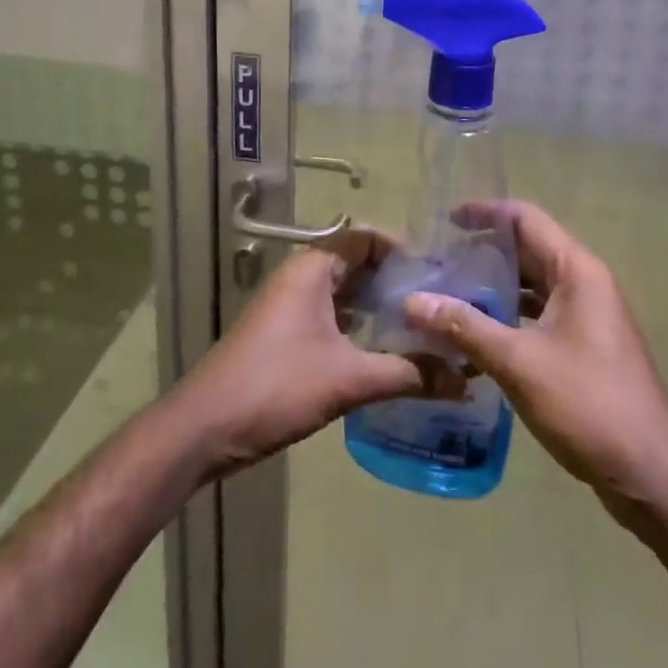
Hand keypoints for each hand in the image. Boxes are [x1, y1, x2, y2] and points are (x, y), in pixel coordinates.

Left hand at [172, 230, 432, 480]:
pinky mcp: (285, 336)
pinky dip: (358, 328)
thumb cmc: (276, 386)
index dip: (402, 251)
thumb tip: (463, 378)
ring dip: (378, 308)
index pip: (366, 239)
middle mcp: (301, 278)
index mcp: (313, 268)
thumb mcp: (348, 379)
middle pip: (357, 265)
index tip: (438, 275)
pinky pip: (331, 317)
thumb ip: (407, 374)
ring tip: (422, 329)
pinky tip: (385, 353)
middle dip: (395, 283)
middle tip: (438, 305)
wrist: (205, 427)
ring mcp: (290, 307)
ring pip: (344, 294)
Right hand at [403, 201, 667, 514]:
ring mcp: (586, 317)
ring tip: (446, 296)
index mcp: (576, 271)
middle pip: (527, 250)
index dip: (485, 212)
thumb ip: (465, 327)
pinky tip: (473, 337)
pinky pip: (537, 316)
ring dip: (492, 288)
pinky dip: (506, 318)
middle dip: (482, 253)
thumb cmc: (589, 404)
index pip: (525, 219)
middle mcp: (584, 284)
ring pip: (531, 286)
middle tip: (435, 263)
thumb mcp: (519, 362)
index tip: (444, 221)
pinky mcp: (583, 348)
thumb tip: (412, 301)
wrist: (653, 476)